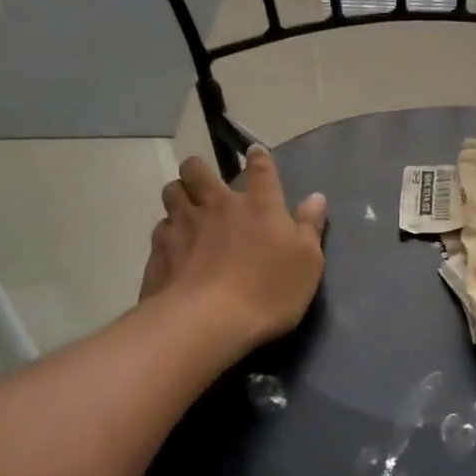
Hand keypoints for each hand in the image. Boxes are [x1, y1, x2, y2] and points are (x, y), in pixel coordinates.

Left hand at [139, 148, 327, 350]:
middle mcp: (217, 205)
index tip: (255, 154)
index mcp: (259, 205)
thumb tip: (316, 196)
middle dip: (200, 171)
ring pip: (171, 192)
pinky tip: (174, 248)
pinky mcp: (159, 251)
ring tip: (187, 211)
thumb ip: (310, 226)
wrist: (207, 322)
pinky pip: (160, 229)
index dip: (258, 159)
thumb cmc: (268, 290)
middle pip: (196, 169)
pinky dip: (167, 232)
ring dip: (179, 196)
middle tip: (207, 186)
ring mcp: (182, 225)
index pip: (260, 169)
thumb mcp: (307, 262)